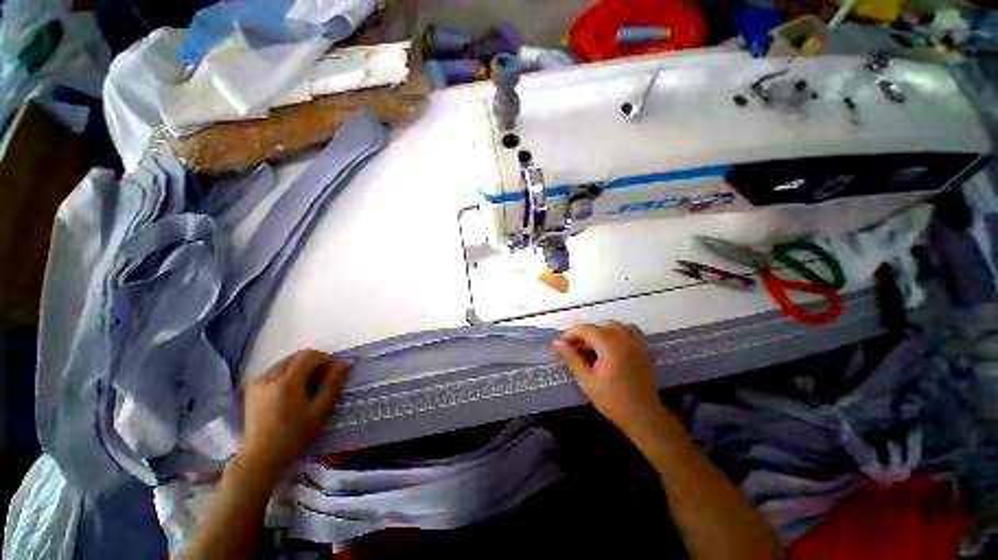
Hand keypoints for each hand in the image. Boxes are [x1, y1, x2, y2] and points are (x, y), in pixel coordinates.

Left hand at [241, 350, 350, 474]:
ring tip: (308, 384)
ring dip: (300, 367)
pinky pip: (272, 371)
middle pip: (297, 356)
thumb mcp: (320, 411)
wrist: (261, 457)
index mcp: (288, 382)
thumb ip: (333, 384)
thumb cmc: (295, 435)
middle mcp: (270, 377)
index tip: (335, 371)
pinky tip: (290, 388)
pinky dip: (286, 373)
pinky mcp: (252, 390)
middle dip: (314, 361)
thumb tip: (345, 363)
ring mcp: (258, 383)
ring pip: (285, 362)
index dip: (326, 358)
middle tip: (324, 377)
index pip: (310, 355)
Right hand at [553, 322, 665, 433]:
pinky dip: (615, 333)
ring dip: (599, 334)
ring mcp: (635, 339)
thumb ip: (572, 357)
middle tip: (575, 352)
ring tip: (591, 350)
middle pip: (597, 326)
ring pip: (611, 326)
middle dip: (583, 336)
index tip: (561, 346)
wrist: (643, 415)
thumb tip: (558, 343)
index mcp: (609, 343)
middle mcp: (623, 335)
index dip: (570, 335)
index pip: (584, 329)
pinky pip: (626, 330)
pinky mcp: (643, 346)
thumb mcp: (586, 379)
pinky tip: (609, 347)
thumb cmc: (611, 399)